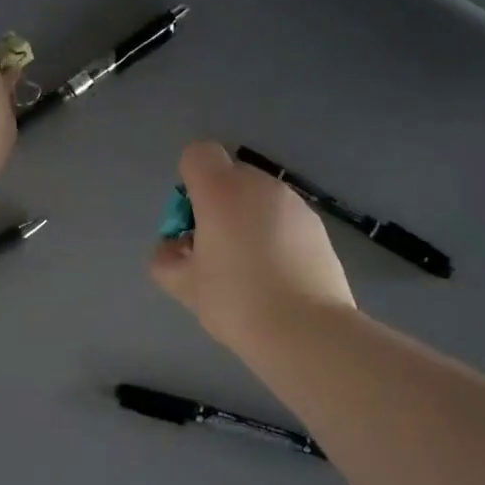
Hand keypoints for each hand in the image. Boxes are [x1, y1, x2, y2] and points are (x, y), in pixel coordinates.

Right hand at [150, 141, 354, 350]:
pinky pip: (284, 218)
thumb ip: (165, 260)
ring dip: (248, 218)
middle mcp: (260, 186)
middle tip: (216, 250)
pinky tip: (278, 275)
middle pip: (230, 176)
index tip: (192, 222)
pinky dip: (275, 234)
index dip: (189, 181)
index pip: (198, 154)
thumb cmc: (236, 302)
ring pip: (259, 198)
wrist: (307, 330)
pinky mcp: (318, 226)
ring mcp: (295, 204)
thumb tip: (171, 248)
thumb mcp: (184, 286)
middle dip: (218, 203)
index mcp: (222, 191)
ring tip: (250, 268)